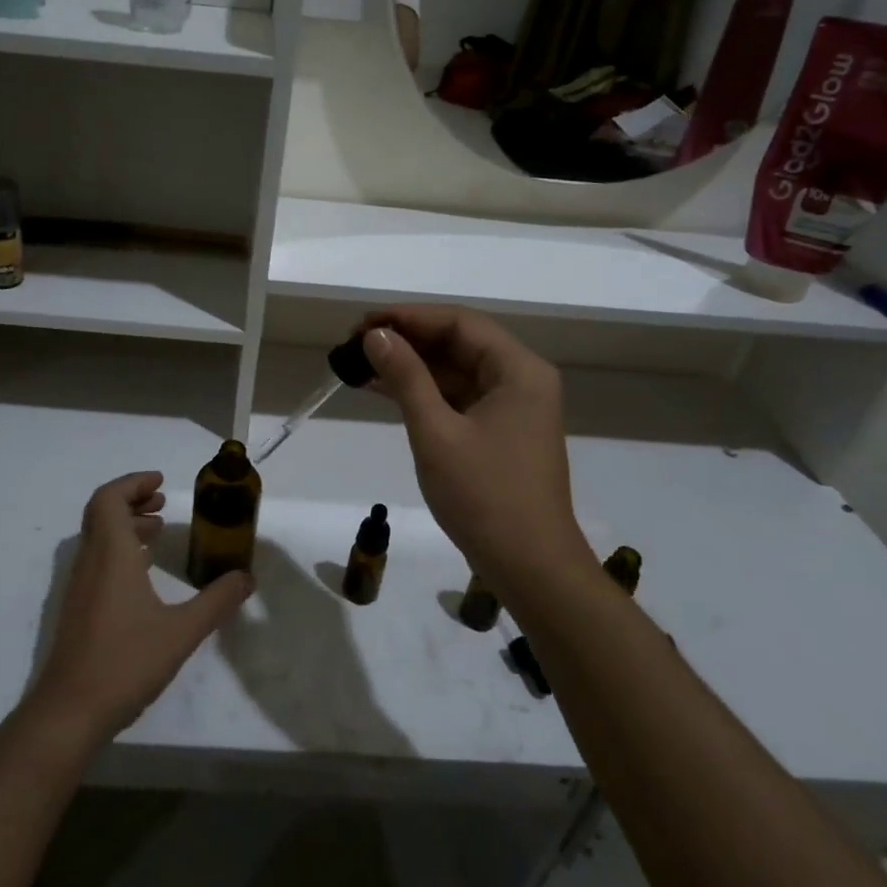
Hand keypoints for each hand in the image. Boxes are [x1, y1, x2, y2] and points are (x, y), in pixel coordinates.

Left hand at [26, 471, 252, 748]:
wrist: (69, 712)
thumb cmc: (125, 663)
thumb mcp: (182, 632)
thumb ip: (217, 602)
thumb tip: (246, 578)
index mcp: (112, 554)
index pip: (109, 498)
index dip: (133, 483)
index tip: (161, 482)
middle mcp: (91, 561)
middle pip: (102, 511)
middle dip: (131, 499)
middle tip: (162, 501)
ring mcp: (79, 586)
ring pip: (98, 536)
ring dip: (125, 524)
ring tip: (157, 531)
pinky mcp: (77, 608)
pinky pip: (96, 559)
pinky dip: (118, 549)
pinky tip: (142, 573)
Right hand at [359, 307, 593, 587]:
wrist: (530, 568)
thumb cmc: (485, 496)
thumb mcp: (436, 432)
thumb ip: (406, 377)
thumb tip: (376, 336)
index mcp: (518, 369)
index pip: (458, 323)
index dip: (408, 317)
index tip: (363, 324)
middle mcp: (521, 379)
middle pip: (458, 343)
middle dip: (407, 340)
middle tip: (356, 344)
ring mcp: (513, 407)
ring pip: (456, 371)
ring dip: (411, 367)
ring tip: (360, 364)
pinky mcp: (501, 432)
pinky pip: (459, 397)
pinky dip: (424, 393)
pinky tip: (384, 391)